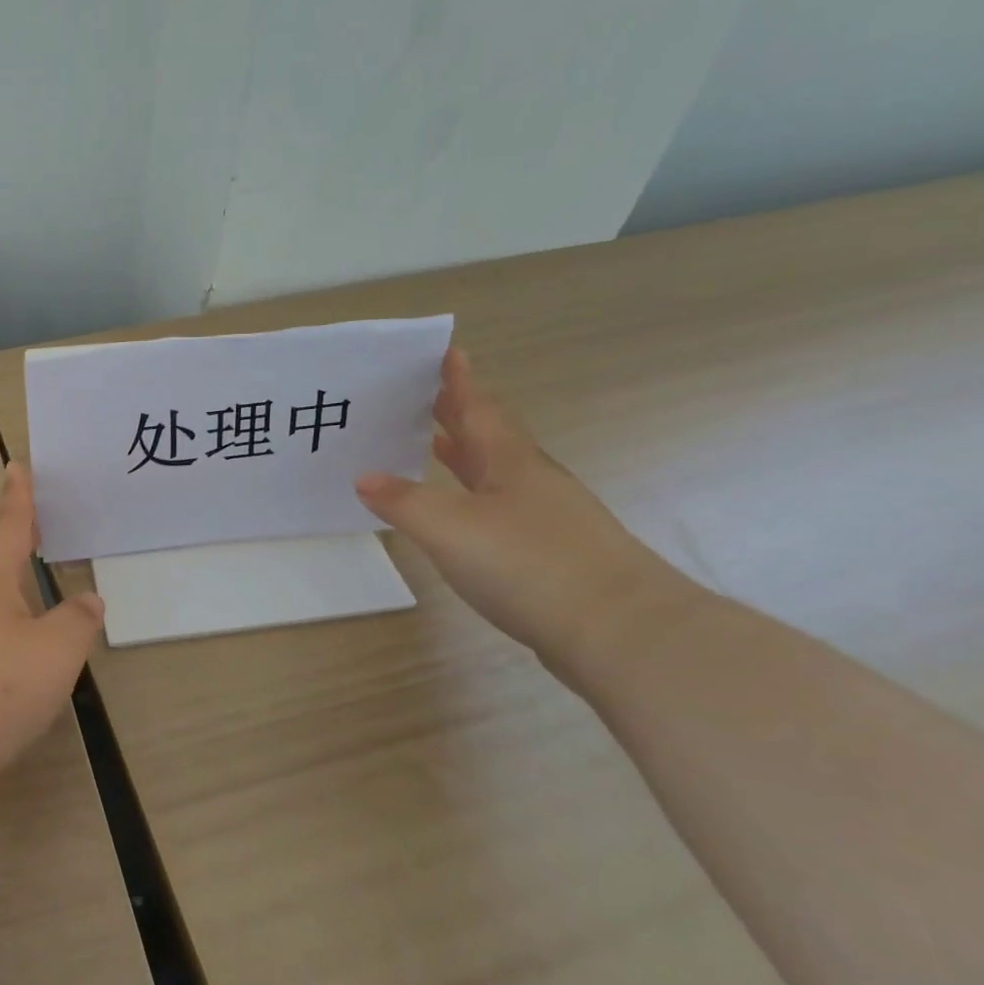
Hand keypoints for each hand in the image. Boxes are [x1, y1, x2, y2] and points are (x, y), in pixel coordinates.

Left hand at [0, 464, 105, 783]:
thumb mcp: (56, 650)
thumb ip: (78, 619)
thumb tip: (87, 600)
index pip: (9, 522)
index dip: (19, 495)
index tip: (16, 466)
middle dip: (14, 530)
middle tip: (37, 515)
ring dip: (6, 566)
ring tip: (31, 562)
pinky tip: (12, 616)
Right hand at [355, 348, 694, 667]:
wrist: (620, 632)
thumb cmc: (529, 563)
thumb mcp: (448, 528)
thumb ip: (402, 501)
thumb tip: (363, 477)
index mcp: (511, 463)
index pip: (479, 411)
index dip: (461, 382)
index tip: (450, 352)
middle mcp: (533, 483)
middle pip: (491, 439)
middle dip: (459, 418)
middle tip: (429, 397)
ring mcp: (549, 519)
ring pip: (498, 475)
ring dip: (466, 458)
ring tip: (436, 447)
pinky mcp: (553, 555)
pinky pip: (502, 510)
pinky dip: (475, 499)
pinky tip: (464, 515)